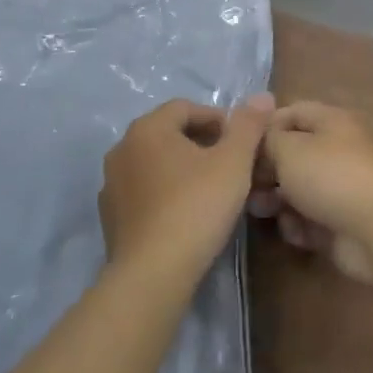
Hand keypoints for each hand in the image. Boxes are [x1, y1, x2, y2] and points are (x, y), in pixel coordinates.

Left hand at [99, 95, 273, 281]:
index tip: (241, 142)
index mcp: (147, 128)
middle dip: (201, 143)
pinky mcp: (110, 217)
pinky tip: (186, 215)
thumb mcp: (233, 162)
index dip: (218, 120)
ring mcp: (111, 184)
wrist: (152, 275)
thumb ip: (248, 125)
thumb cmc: (196, 207)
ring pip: (155, 163)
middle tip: (230, 165)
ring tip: (211, 190)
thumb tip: (262, 96)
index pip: (186, 107)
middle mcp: (122, 148)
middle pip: (168, 133)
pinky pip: (144, 192)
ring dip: (182, 168)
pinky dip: (165, 193)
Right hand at [247, 102, 372, 282]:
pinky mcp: (341, 222)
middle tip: (244, 185)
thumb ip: (267, 140)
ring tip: (261, 211)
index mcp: (331, 122)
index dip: (264, 126)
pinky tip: (295, 231)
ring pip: (298, 189)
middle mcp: (337, 150)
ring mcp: (340, 188)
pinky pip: (309, 219)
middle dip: (265, 170)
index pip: (291, 112)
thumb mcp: (288, 148)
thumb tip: (261, 142)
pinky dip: (298, 225)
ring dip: (277, 200)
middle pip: (292, 154)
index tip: (239, 146)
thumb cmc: (329, 177)